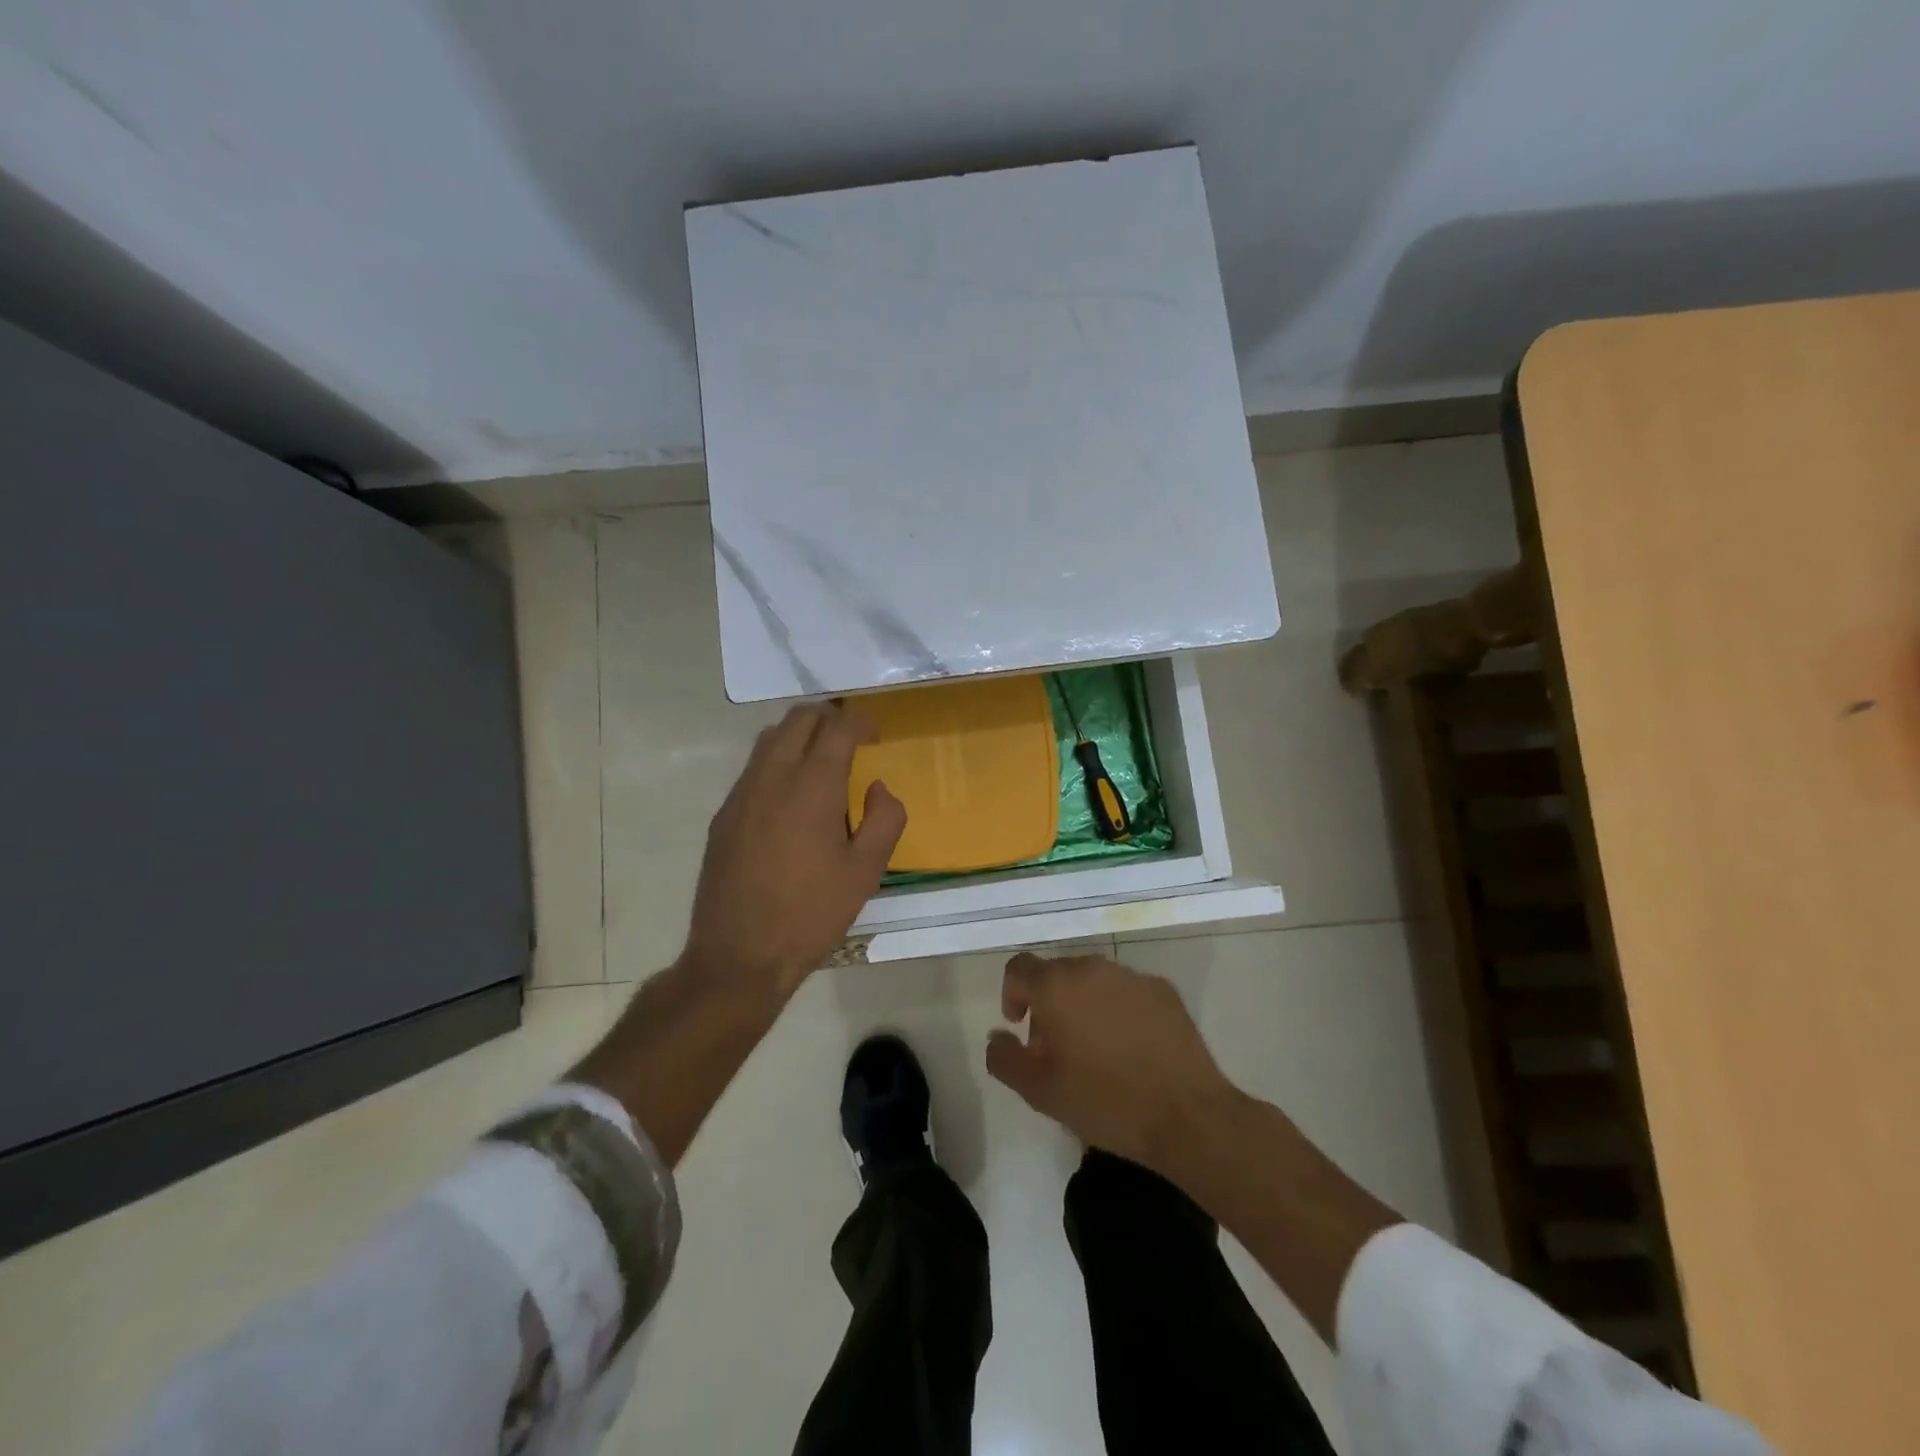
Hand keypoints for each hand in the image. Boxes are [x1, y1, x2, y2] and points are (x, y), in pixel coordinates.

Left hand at [681, 702, 905, 1000]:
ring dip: (800, 733)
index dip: (860, 721)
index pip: (837, 727)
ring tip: (822, 757)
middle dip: (829, 716)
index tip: (875, 734)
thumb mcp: (865, 872)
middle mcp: (772, 777)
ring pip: (770, 738)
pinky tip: (791, 795)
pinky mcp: (724, 815)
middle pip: (799, 719)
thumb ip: (884, 820)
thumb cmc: (811, 914)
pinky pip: (753, 767)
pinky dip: (777, 759)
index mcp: (812, 787)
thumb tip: (878, 788)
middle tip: (852, 736)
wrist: (739, 956)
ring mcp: (741, 794)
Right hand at [985, 952, 1240, 1175]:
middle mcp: (1092, 968)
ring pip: (1093, 981)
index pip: (1019, 968)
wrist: (1187, 1114)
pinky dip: (1118, 1010)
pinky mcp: (1164, 990)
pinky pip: (1127, 992)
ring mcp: (1132, 976)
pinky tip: (1130, 1049)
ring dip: (1084, 1005)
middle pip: (1057, 974)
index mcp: (1057, 985)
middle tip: (1056, 1048)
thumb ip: (1005, 1058)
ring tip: (1095, 1050)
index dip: (1012, 994)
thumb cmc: (1104, 1101)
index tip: (1020, 1026)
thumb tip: (998, 1036)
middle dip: (1049, 1004)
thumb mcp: (1040, 1091)